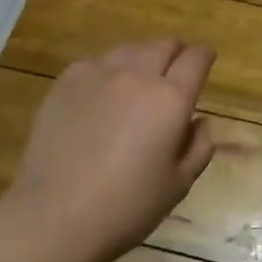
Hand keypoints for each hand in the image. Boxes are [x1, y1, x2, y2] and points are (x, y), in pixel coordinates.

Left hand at [1, 40, 217, 261]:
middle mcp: (137, 75)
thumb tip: (199, 121)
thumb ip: (199, 147)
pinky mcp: (66, 82)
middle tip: (176, 71)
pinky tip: (105, 92)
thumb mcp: (179, 184)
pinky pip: (97, 62)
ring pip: (130, 49)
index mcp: (171, 99)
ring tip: (141, 79)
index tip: (206, 62)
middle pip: (164, 45)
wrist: (55, 216)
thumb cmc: (127, 207)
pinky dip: (110, 69)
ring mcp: (97, 74)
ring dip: (144, 58)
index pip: (196, 59)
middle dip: (176, 53)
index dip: (205, 57)